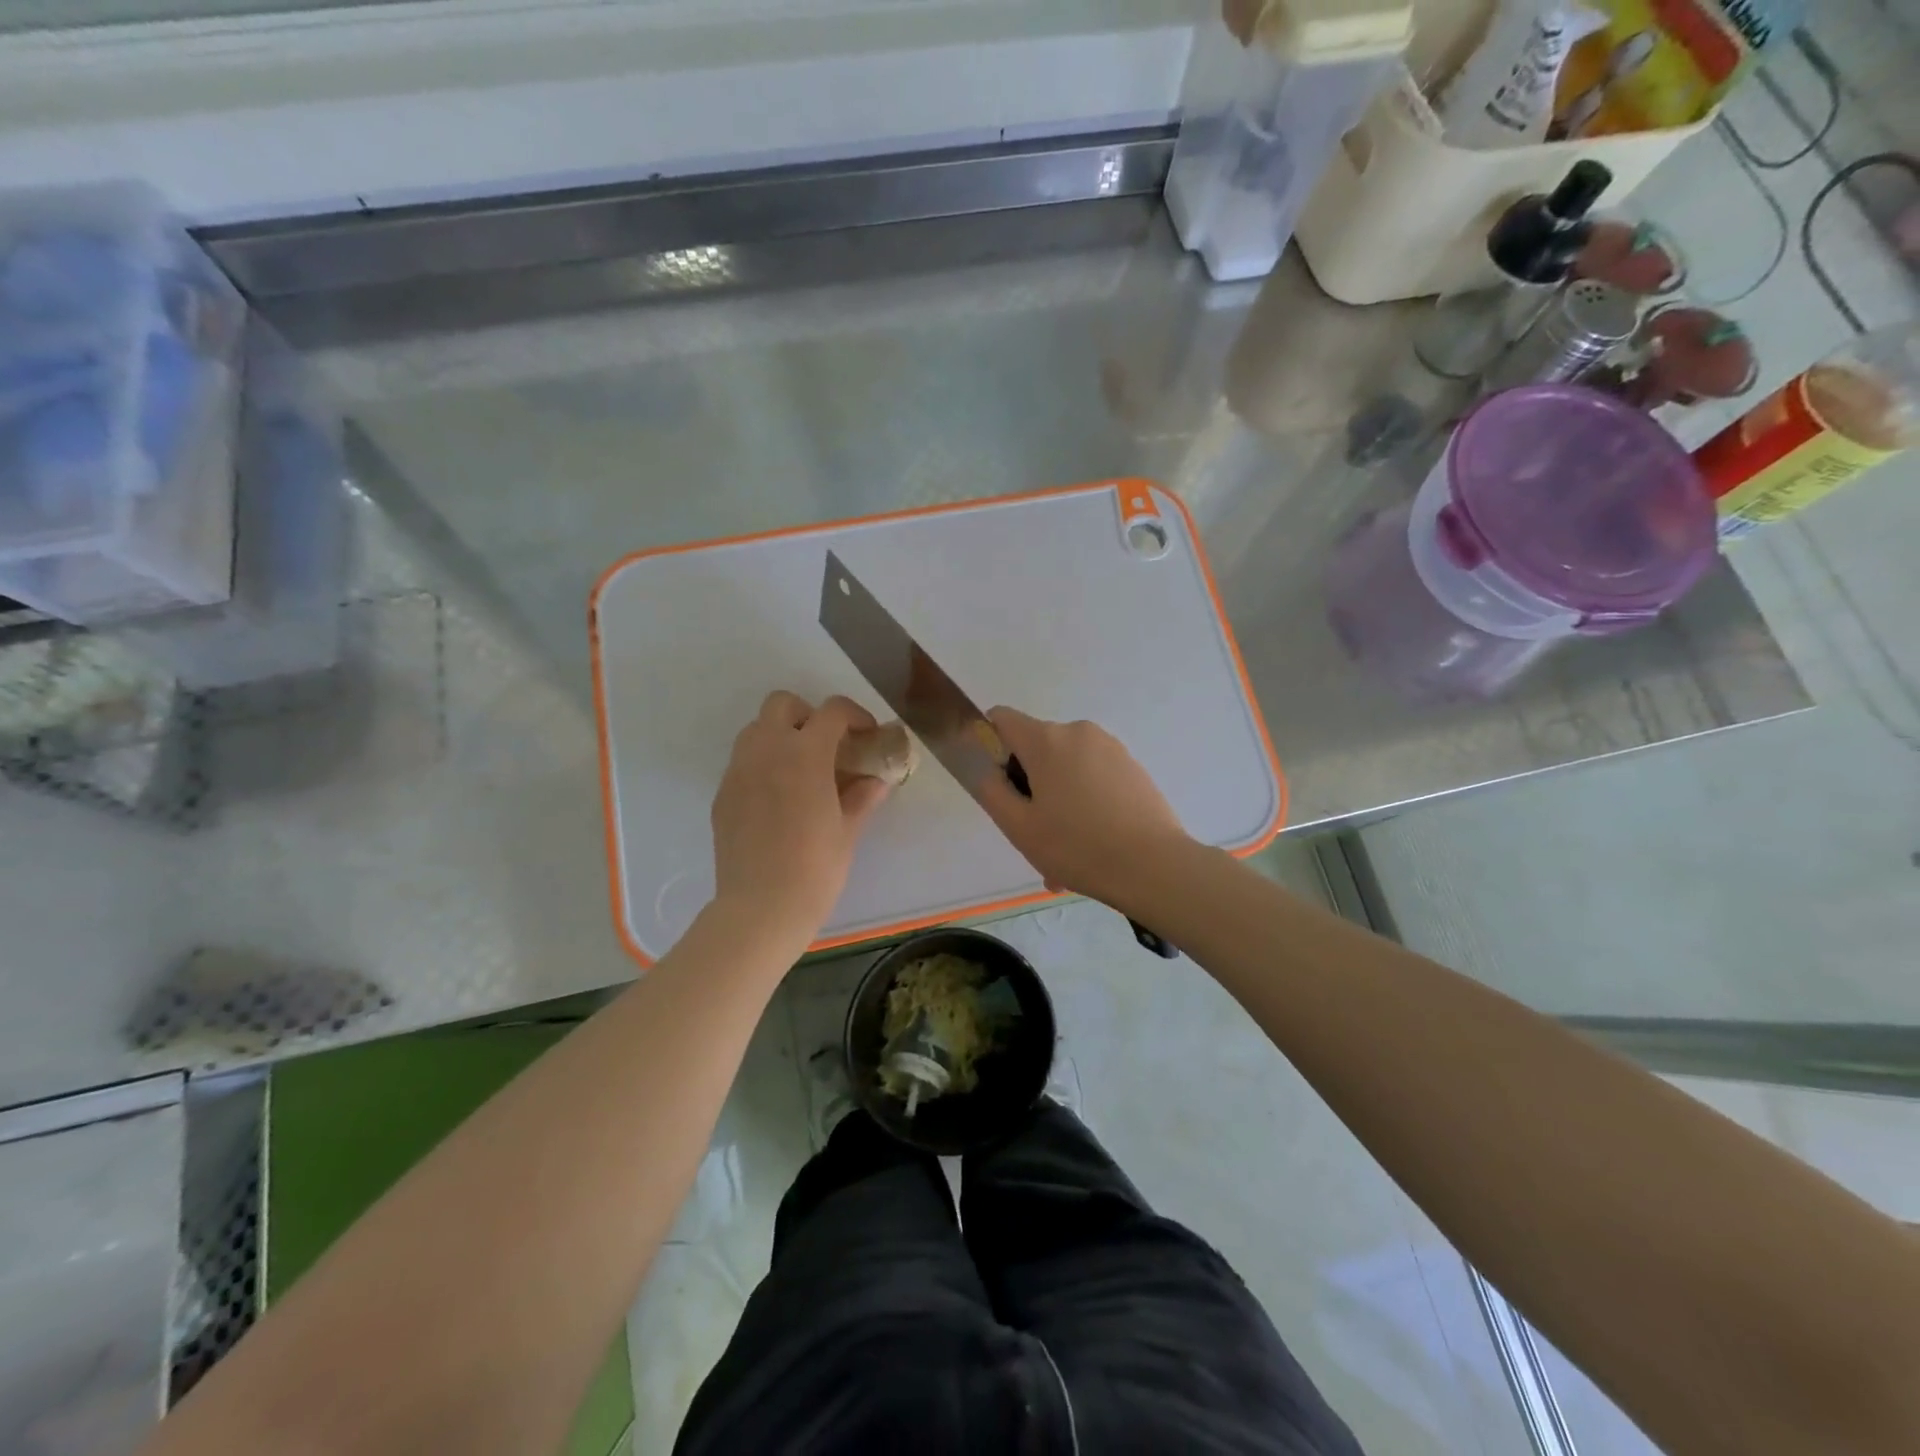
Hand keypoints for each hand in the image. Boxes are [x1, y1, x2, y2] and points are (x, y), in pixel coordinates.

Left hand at [710, 692, 893, 939]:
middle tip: (827, 746)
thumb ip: (862, 797)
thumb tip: (876, 781)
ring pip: (756, 729)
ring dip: (781, 736)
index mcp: (805, 755)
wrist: (760, 908)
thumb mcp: (847, 831)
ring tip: (800, 770)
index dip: (854, 715)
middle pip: (783, 704)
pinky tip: (777, 798)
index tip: (866, 735)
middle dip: (808, 715)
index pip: (832, 711)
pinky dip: (762, 764)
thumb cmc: (815, 869)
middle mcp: (767, 751)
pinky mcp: (723, 794)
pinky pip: (743, 761)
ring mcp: (739, 771)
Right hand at [975, 706, 1190, 908]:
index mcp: (1046, 740)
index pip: (1001, 719)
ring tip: (1065, 850)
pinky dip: (1085, 802)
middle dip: (1029, 784)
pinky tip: (1092, 844)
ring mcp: (1110, 747)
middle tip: (1034, 833)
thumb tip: (982, 765)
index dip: (990, 746)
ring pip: (1066, 767)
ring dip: (1057, 799)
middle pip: (1036, 747)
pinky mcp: (1132, 766)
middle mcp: (1078, 732)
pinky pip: (1094, 777)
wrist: (1154, 866)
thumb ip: (991, 789)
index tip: (998, 784)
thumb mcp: (1019, 826)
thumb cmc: (1077, 847)